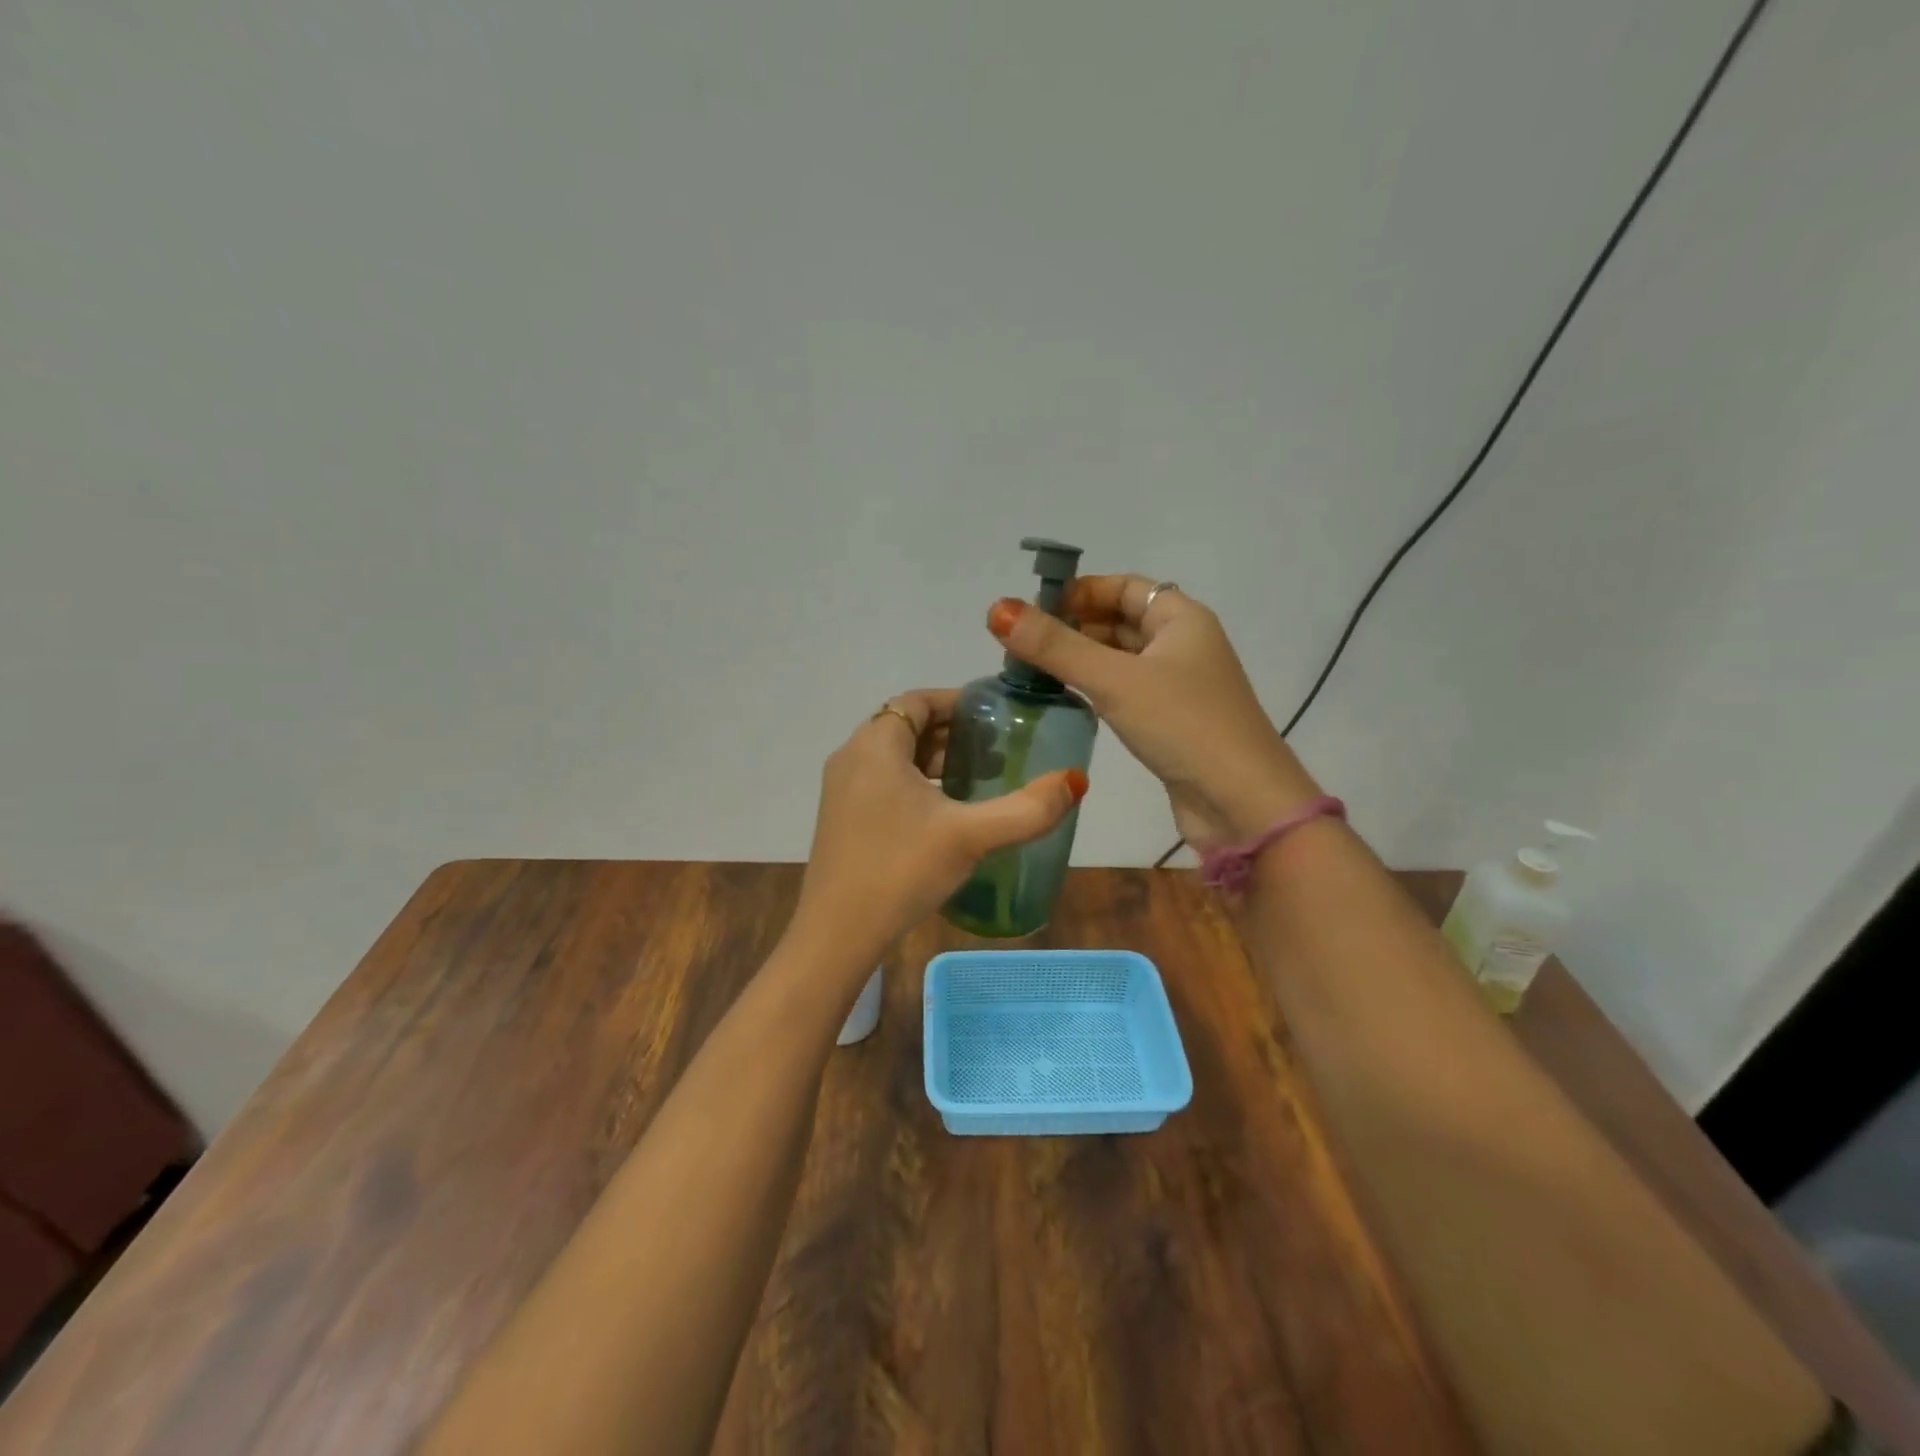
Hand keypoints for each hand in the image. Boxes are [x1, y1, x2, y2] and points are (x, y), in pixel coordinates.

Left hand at [791, 688, 1088, 969]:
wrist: (837, 934)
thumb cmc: (901, 870)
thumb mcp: (970, 836)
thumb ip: (1026, 809)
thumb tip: (1075, 781)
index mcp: (875, 746)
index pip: (917, 700)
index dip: (957, 702)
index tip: (996, 717)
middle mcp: (852, 757)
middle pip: (906, 725)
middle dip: (952, 733)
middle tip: (997, 750)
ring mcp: (842, 789)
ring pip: (894, 756)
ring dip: (935, 760)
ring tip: (979, 778)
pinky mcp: (842, 817)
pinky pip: (883, 781)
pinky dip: (916, 783)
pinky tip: (945, 813)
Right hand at [987, 578, 1317, 849]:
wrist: (1242, 802)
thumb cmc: (1183, 725)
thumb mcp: (1115, 680)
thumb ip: (1056, 647)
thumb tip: (998, 609)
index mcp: (1182, 619)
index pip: (1125, 586)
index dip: (1082, 591)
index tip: (1036, 609)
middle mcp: (1184, 645)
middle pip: (1122, 621)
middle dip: (1075, 626)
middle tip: (1024, 643)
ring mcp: (1180, 686)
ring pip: (1122, 659)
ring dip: (1082, 660)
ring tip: (1033, 670)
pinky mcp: (1172, 722)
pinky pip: (1127, 691)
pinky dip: (1097, 688)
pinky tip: (1067, 699)